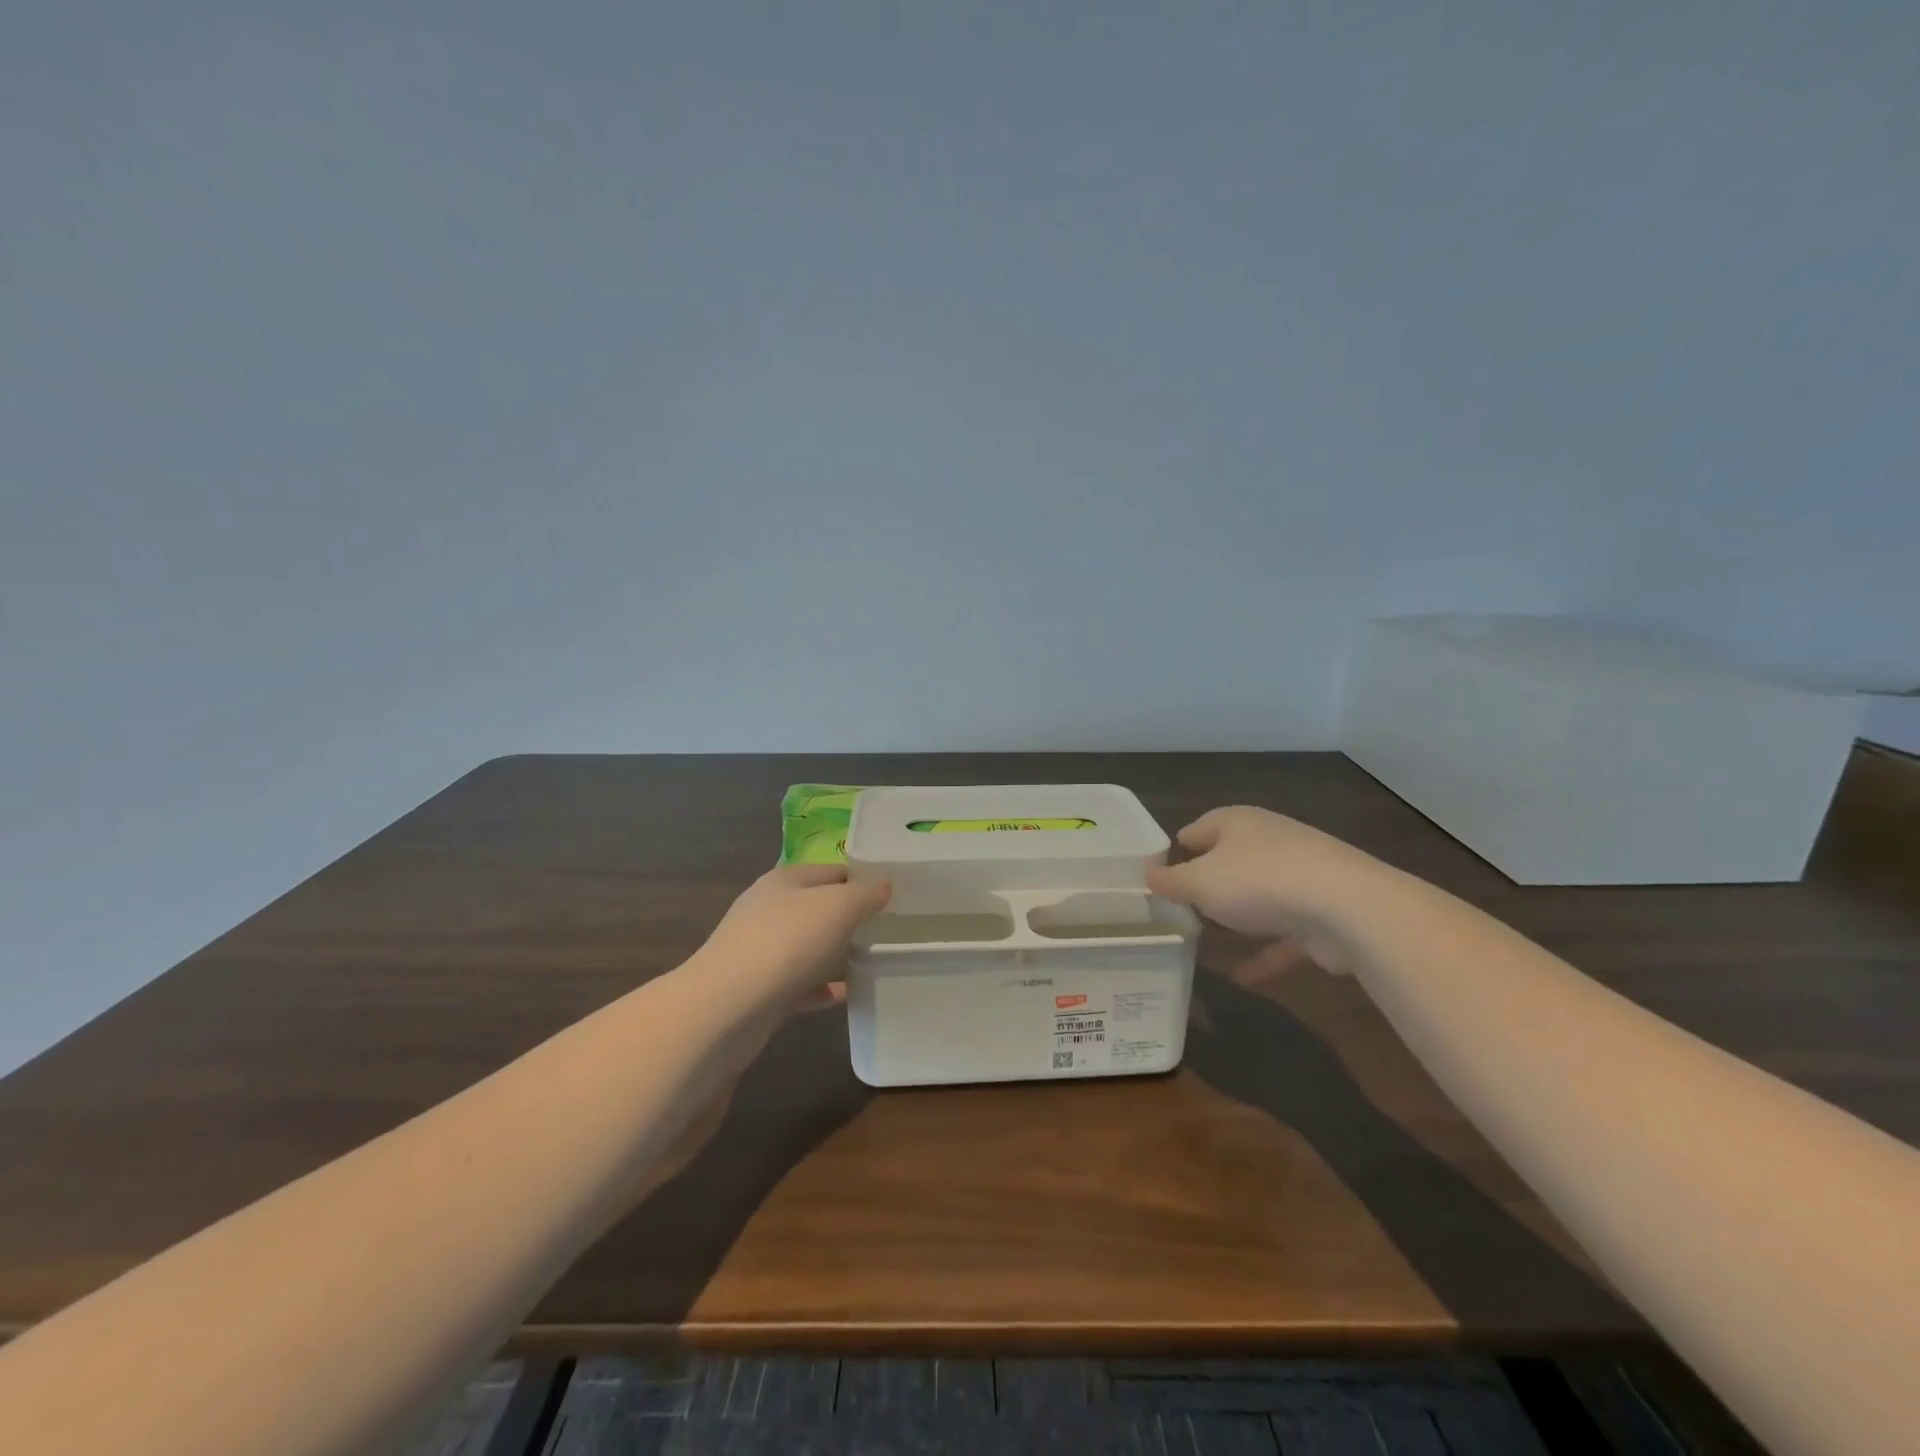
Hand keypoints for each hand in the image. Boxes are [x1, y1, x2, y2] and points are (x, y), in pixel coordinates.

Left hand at [692, 863, 891, 999]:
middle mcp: (769, 910)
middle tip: (890, 928)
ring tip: (874, 960)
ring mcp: (761, 952)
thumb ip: (865, 894)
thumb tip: (884, 885)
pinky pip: (800, 984)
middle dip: (851, 917)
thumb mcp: (837, 907)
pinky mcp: (760, 991)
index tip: (895, 894)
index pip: (831, 870)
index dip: (862, 878)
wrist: (725, 1009)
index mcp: (784, 881)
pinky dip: (822, 988)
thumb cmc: (785, 943)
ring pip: (808, 946)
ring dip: (836, 953)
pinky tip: (848, 995)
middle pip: (818, 907)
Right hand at [1145, 805, 1385, 943]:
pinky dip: (1264, 953)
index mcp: (1237, 823)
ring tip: (1206, 943)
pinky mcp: (1321, 913)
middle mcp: (1269, 842)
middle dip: (1206, 885)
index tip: (1157, 874)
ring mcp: (1300, 876)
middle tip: (1178, 909)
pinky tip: (1242, 977)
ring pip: (1258, 897)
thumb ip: (1169, 881)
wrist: (1346, 908)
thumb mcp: (1199, 882)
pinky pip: (1283, 935)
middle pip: (1229, 861)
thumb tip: (1146, 874)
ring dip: (1237, 919)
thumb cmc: (1257, 881)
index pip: (1198, 828)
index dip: (1175, 849)